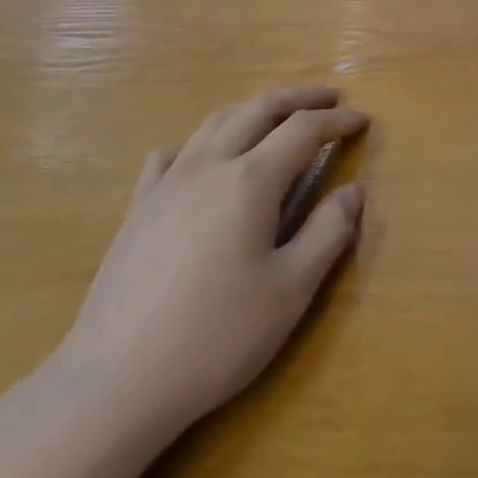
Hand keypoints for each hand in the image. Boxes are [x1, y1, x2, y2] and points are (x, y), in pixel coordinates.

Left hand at [49, 86, 367, 447]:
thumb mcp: (290, 290)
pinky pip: (172, 154)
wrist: (116, 380)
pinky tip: (201, 156)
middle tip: (328, 97)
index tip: (361, 119)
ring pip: (214, 123)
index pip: (303, 131)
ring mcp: (167, 183)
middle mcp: (209, 165)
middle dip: (297, 99)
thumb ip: (329, 232)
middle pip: (257, 110)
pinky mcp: (138, 208)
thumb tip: (354, 191)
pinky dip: (200, 141)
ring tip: (274, 114)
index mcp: (251, 180)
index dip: (336, 121)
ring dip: (252, 109)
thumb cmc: (217, 336)